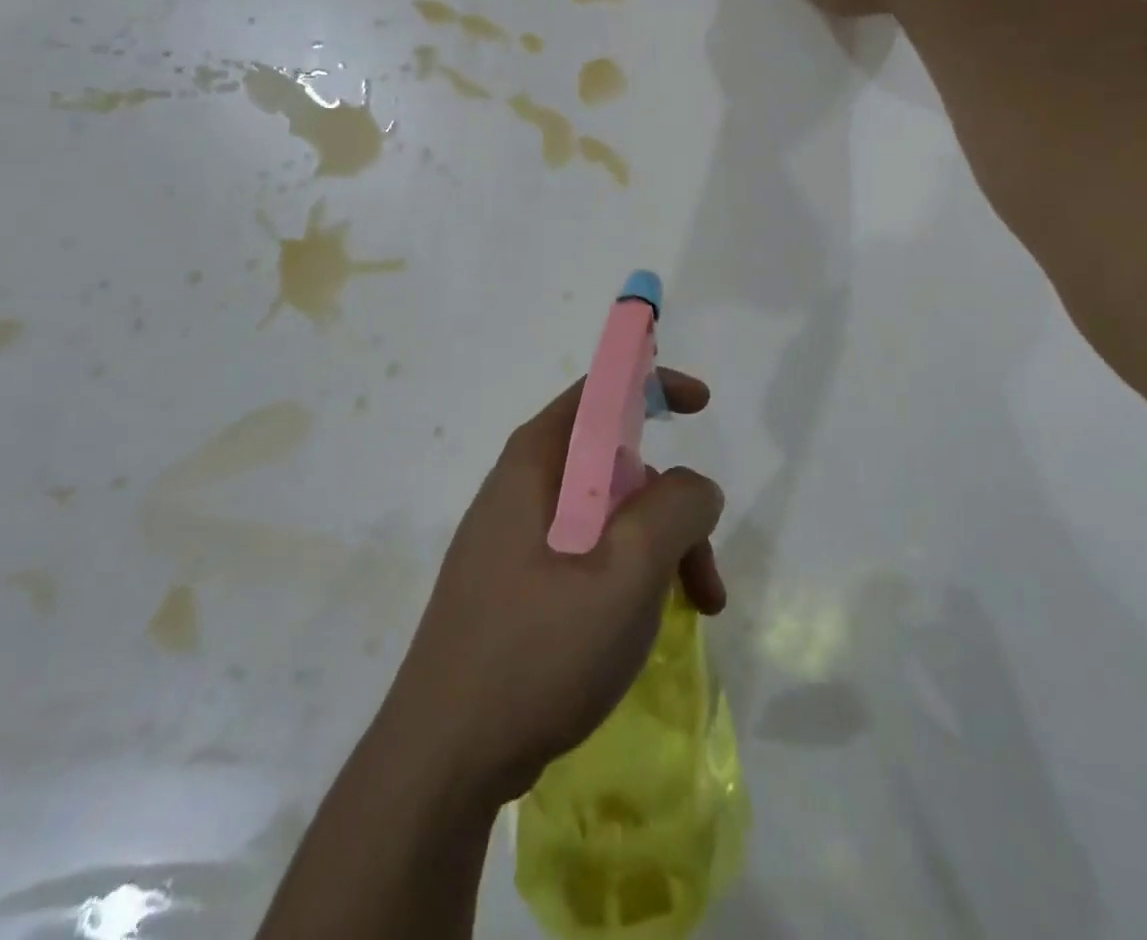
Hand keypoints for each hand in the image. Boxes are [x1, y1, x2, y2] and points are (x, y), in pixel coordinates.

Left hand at [382, 371, 724, 804]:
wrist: (441, 761)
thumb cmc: (536, 652)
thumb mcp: (625, 574)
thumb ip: (673, 511)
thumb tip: (696, 485)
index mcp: (536, 464)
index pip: (598, 393)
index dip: (652, 385)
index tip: (702, 405)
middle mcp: (521, 488)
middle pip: (614, 465)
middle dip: (671, 507)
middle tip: (705, 574)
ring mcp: (513, 539)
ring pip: (606, 517)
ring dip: (656, 551)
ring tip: (693, 613)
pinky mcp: (513, 584)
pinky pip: (584, 554)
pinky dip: (626, 576)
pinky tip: (641, 628)